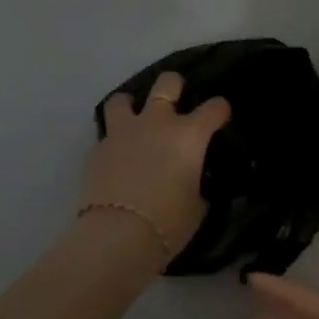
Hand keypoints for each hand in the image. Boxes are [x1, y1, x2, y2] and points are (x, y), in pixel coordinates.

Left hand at [79, 71, 229, 262]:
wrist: (118, 236)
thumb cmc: (169, 223)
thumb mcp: (198, 206)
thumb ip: (198, 185)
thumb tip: (195, 182)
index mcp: (189, 135)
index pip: (214, 108)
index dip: (220, 110)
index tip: (221, 117)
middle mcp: (157, 123)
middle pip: (167, 83)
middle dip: (174, 86)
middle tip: (176, 98)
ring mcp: (123, 132)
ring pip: (123, 99)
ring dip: (131, 106)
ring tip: (135, 119)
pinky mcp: (97, 149)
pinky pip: (107, 134)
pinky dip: (115, 141)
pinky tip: (118, 156)